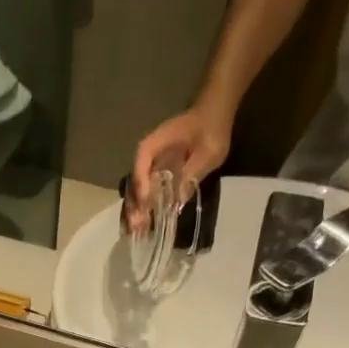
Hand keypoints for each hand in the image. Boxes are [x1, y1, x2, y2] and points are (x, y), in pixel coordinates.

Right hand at [128, 105, 232, 220]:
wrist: (213, 116)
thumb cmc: (212, 129)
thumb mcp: (208, 151)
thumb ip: (192, 173)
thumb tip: (177, 201)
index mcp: (159, 141)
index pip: (143, 158)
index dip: (141, 180)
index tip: (145, 201)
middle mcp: (149, 154)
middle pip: (134, 179)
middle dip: (134, 203)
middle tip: (135, 227)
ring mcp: (151, 165)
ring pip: (138, 189)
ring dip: (136, 210)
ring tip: (137, 231)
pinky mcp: (157, 175)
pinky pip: (146, 192)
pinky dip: (144, 208)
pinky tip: (145, 225)